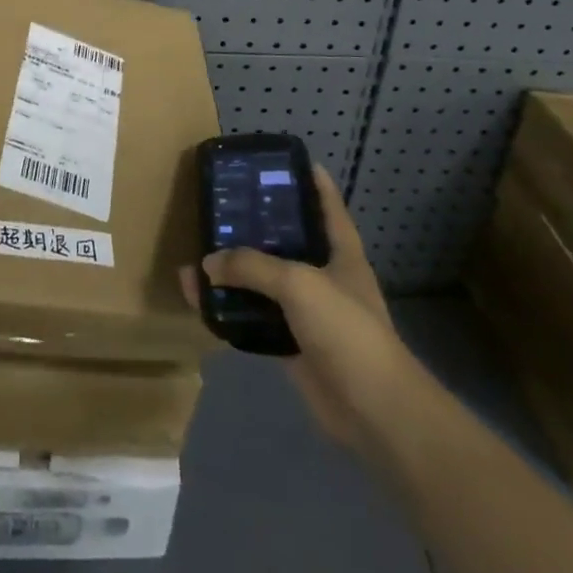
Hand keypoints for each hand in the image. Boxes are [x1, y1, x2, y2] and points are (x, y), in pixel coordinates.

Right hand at [182, 165, 407, 448]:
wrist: (373, 411)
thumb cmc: (346, 330)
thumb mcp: (298, 283)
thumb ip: (252, 266)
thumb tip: (207, 264)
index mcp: (341, 253)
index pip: (328, 206)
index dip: (312, 181)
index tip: (287, 160)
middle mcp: (325, 277)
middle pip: (288, 242)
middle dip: (257, 226)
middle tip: (223, 205)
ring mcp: (309, 314)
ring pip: (265, 283)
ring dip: (234, 272)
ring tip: (199, 255)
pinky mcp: (292, 346)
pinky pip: (254, 319)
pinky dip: (229, 311)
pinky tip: (201, 300)